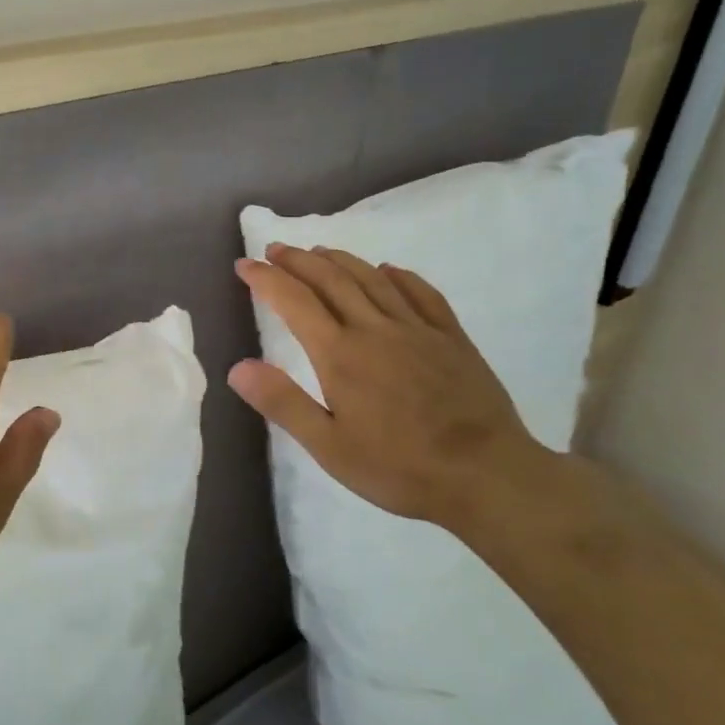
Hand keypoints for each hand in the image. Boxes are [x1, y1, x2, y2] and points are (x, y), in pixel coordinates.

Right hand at [229, 243, 554, 526]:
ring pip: (372, 279)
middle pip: (331, 279)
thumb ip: (283, 403)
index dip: (266, 279)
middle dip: (298, 260)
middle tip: (275, 248)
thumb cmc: (400, 468)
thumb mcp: (329, 447)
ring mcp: (418, 329)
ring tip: (319, 250)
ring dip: (341, 259)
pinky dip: (400, 275)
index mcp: (340, 354)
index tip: (244, 265)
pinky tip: (389, 269)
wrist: (488, 476)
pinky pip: (422, 293)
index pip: (294, 301)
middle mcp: (375, 329)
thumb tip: (237, 367)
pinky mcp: (452, 338)